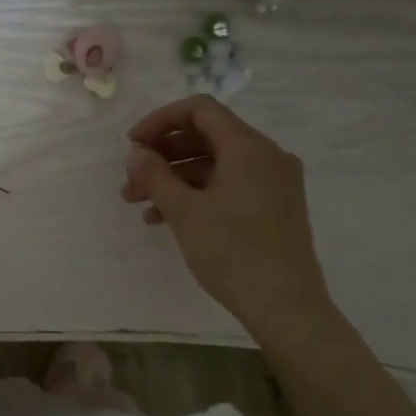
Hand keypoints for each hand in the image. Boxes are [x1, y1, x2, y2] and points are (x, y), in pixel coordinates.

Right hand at [120, 96, 338, 356]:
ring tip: (140, 204)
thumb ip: (155, 175)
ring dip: (175, 178)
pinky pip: (229, 185)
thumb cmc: (231, 252)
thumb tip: (137, 152)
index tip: (132, 145)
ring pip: (215, 164)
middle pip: (207, 136)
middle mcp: (266, 156)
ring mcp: (274, 182)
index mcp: (248, 147)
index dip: (160, 120)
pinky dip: (197, 193)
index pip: (200, 110)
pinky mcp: (274, 206)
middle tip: (130, 179)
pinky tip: (166, 219)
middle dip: (163, 155)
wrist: (285, 305)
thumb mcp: (184, 211)